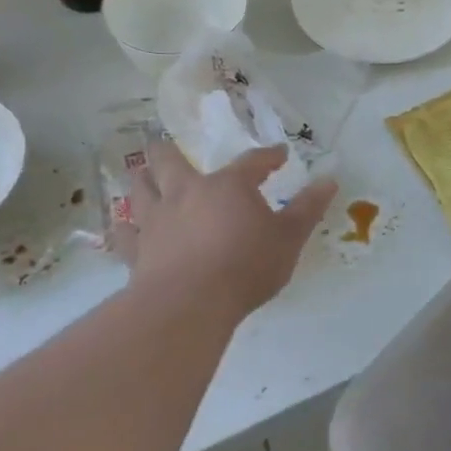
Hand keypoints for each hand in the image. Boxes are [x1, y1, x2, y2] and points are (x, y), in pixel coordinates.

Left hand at [124, 141, 337, 318]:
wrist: (191, 304)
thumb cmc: (246, 266)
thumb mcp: (289, 238)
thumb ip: (308, 208)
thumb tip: (329, 180)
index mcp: (228, 186)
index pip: (251, 162)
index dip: (267, 157)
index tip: (279, 155)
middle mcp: (186, 193)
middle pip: (170, 161)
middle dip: (170, 152)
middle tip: (168, 147)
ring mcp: (156, 220)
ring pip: (140, 189)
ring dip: (142, 179)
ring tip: (142, 175)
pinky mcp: (136, 250)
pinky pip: (122, 233)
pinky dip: (122, 227)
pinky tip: (121, 227)